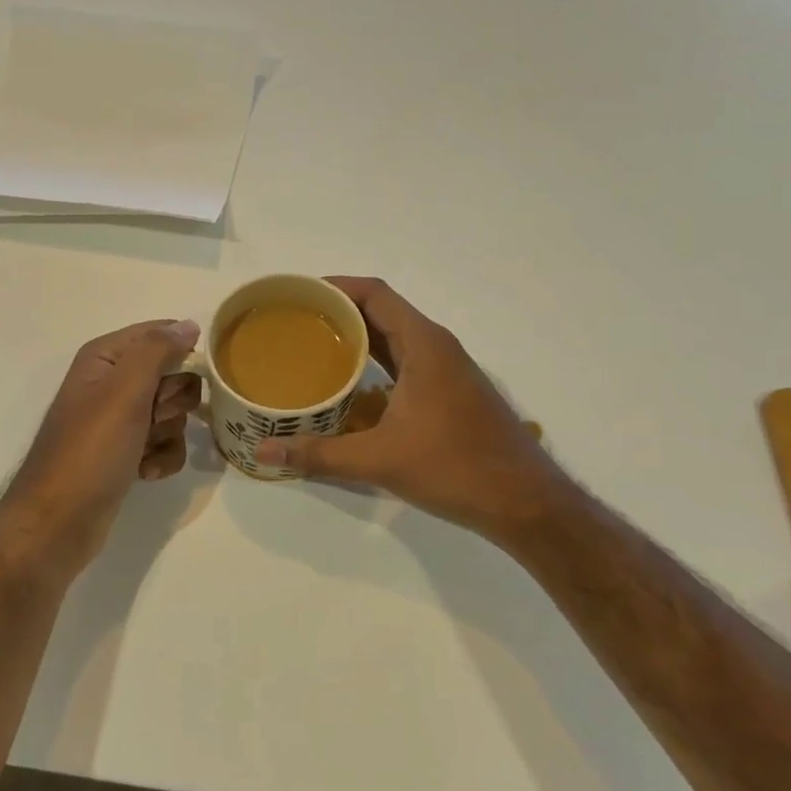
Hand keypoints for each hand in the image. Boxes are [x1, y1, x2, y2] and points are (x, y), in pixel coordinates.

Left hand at [0, 320, 202, 576]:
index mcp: (105, 357)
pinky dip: (162, 457)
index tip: (183, 378)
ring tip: (144, 449)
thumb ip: (158, 351)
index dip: (180, 353)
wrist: (59, 521)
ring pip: (173, 411)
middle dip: (173, 400)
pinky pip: (165, 442)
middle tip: (153, 416)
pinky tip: (145, 472)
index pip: (159, 333)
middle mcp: (112, 382)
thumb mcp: (125, 391)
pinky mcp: (127, 452)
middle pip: (172, 374)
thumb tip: (188, 324)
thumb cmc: (91, 449)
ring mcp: (119, 420)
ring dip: (168, 432)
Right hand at [253, 277, 568, 540]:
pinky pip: (404, 361)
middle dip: (337, 311)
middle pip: (381, 311)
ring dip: (355, 338)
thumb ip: (319, 455)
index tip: (296, 294)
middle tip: (292, 323)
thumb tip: (264, 455)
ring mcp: (447, 370)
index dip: (334, 286)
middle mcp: (437, 347)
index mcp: (424, 344)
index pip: (374, 293)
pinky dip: (374, 363)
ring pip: (394, 338)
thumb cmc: (456, 468)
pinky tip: (348, 386)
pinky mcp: (450, 393)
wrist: (526, 504)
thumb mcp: (380, 461)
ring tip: (310, 348)